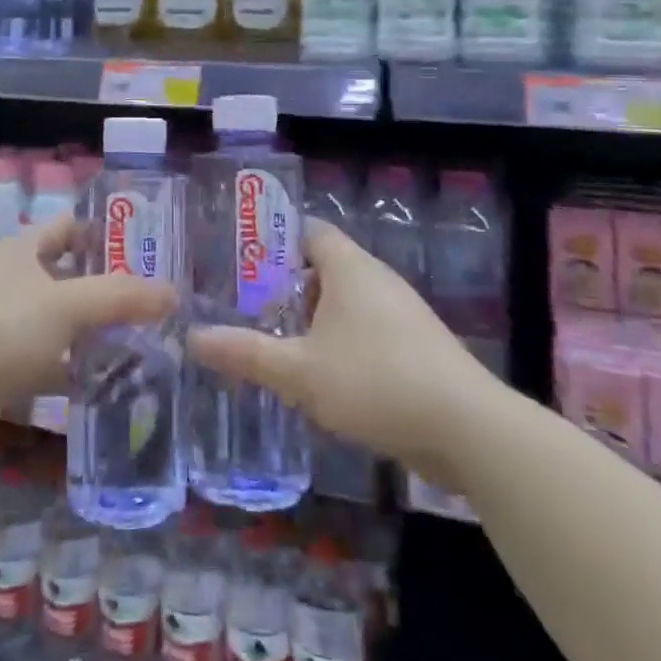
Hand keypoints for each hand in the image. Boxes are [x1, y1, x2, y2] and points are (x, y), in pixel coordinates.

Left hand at [0, 213, 175, 459]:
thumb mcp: (64, 305)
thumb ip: (120, 297)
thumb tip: (174, 293)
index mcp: (20, 250)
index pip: (70, 227)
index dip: (106, 232)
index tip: (149, 246)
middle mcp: (11, 282)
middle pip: (69, 276)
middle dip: (109, 288)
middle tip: (157, 300)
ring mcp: (4, 326)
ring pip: (61, 322)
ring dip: (95, 332)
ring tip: (147, 341)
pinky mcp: (1, 369)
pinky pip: (49, 362)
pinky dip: (75, 369)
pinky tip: (111, 382)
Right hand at [190, 218, 482, 475]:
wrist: (468, 430)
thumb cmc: (376, 381)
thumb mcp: (300, 371)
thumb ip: (246, 353)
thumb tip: (192, 337)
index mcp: (349, 266)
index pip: (306, 230)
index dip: (272, 240)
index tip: (238, 261)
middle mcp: (376, 279)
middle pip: (322, 268)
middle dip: (284, 287)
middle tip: (245, 308)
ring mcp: (401, 313)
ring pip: (344, 303)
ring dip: (311, 320)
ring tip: (274, 343)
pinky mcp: (416, 347)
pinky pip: (365, 331)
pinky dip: (338, 343)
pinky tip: (319, 377)